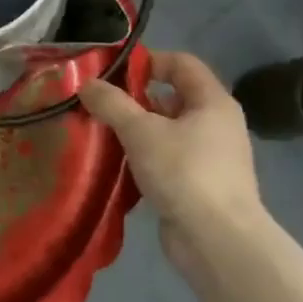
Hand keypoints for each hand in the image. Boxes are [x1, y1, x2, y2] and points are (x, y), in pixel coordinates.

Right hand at [79, 51, 263, 261]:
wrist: (217, 241)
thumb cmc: (184, 172)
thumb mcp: (140, 130)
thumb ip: (111, 103)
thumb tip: (85, 83)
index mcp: (212, 102)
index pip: (181, 63)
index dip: (148, 61)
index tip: (112, 72)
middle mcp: (216, 124)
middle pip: (172, 97)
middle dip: (134, 98)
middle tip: (98, 103)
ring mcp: (209, 157)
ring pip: (166, 130)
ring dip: (134, 129)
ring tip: (99, 132)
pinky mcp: (197, 185)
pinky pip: (165, 158)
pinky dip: (141, 156)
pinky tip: (115, 164)